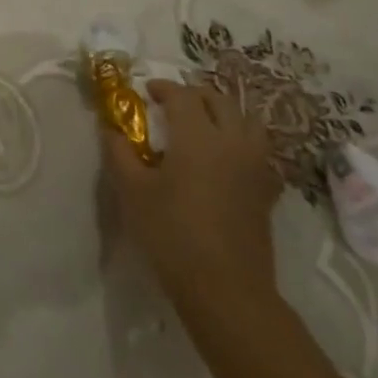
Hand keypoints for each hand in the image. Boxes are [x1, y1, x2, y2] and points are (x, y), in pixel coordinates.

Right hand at [104, 79, 282, 333]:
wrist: (225, 289)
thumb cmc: (172, 233)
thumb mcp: (132, 191)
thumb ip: (119, 152)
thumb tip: (110, 128)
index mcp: (197, 135)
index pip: (182, 95)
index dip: (163, 88)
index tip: (146, 93)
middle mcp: (231, 141)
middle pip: (219, 100)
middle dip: (194, 94)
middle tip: (172, 104)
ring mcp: (255, 166)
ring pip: (247, 121)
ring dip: (224, 113)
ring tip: (203, 125)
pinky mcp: (267, 191)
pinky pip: (258, 150)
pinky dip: (242, 141)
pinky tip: (225, 158)